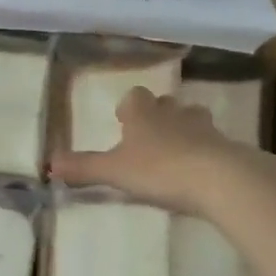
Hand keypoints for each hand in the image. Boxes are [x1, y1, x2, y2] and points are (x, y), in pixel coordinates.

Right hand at [49, 86, 266, 216]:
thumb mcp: (114, 171)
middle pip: (166, 104)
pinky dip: (206, 152)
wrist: (219, 179)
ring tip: (176, 152)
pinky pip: (213, 144)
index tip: (123, 121)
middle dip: (158, 116)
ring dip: (184, 130)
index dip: (128, 107)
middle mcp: (174, 114)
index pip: (135, 97)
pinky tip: (200, 172)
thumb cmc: (159, 169)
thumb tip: (48, 163)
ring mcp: (204, 129)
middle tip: (149, 137)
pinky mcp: (227, 148)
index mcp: (144, 113)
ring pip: (192, 119)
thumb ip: (83, 167)